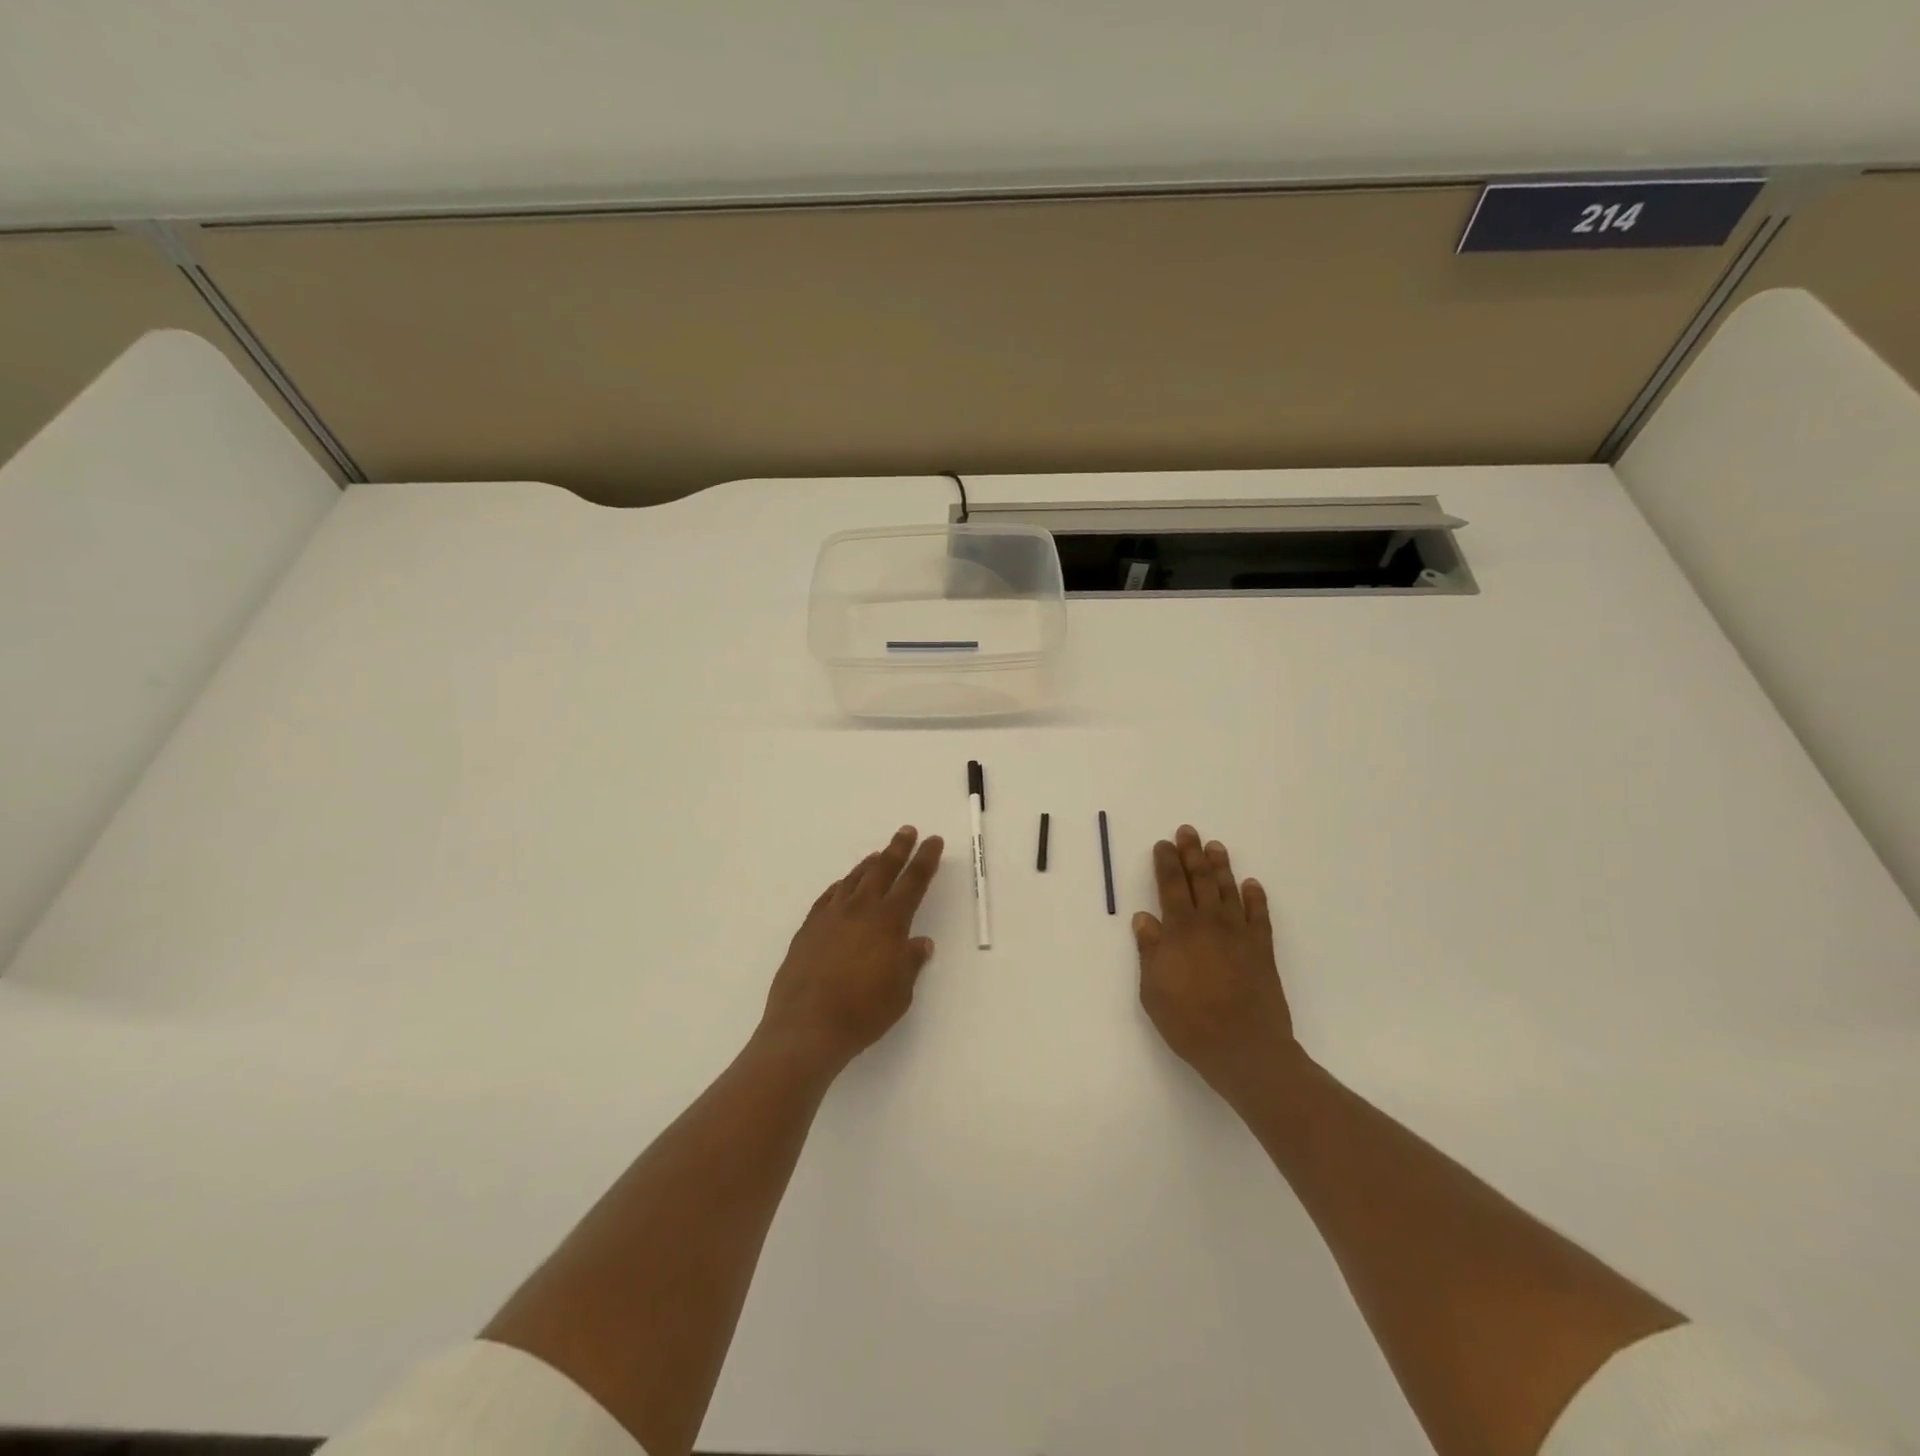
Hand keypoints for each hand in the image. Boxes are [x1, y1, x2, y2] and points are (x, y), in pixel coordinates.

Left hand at [761, 826, 943, 1074]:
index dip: (925, 860)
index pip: (913, 882)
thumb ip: (910, 962)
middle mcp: (860, 910)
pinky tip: (842, 887)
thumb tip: (920, 942)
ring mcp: (830, 916)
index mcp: (889, 922)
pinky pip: (828, 897)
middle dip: (898, 849)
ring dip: (869, 865)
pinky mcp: (808, 929)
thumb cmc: (863, 1012)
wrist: (806, 1026)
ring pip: (853, 879)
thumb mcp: (900, 992)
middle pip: (882, 870)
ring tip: (877, 855)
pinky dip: (840, 886)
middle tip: (907, 832)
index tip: (933, 841)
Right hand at [1134, 825, 1301, 1106]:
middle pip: (1200, 880)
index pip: (1170, 886)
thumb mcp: (1153, 990)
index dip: (1166, 863)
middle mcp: (1210, 923)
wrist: (1244, 1048)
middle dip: (1192, 854)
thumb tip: (1144, 919)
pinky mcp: (1262, 950)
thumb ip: (1149, 951)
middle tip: (1188, 831)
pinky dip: (1255, 898)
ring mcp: (1239, 935)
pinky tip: (1252, 884)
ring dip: (1221, 867)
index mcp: (1180, 930)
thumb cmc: (1189, 1022)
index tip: (1163, 844)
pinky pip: (1259, 916)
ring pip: (1229, 891)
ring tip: (1216, 847)